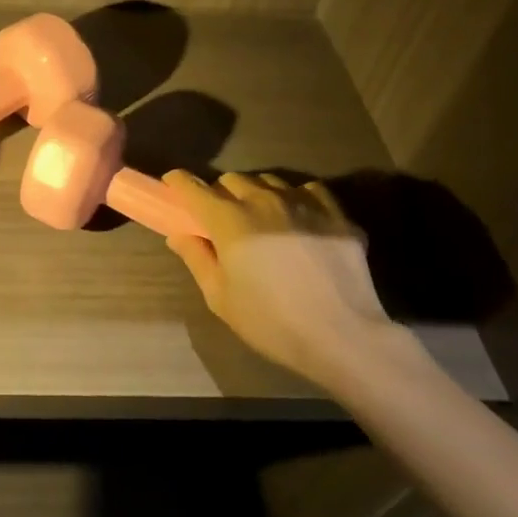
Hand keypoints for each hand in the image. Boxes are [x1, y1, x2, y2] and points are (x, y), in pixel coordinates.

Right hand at [161, 170, 401, 390]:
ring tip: (262, 218)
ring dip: (257, 194)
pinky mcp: (337, 215)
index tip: (173, 186)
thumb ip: (197, 259)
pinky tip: (300, 220)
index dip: (179, 183)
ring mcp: (304, 204)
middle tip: (222, 218)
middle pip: (232, 179)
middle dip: (220, 192)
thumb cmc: (272, 322)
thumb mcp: (220, 298)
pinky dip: (297, 198)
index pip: (194, 187)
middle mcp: (264, 201)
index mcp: (229, 220)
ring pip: (270, 181)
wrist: (344, 337)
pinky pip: (310, 190)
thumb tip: (179, 234)